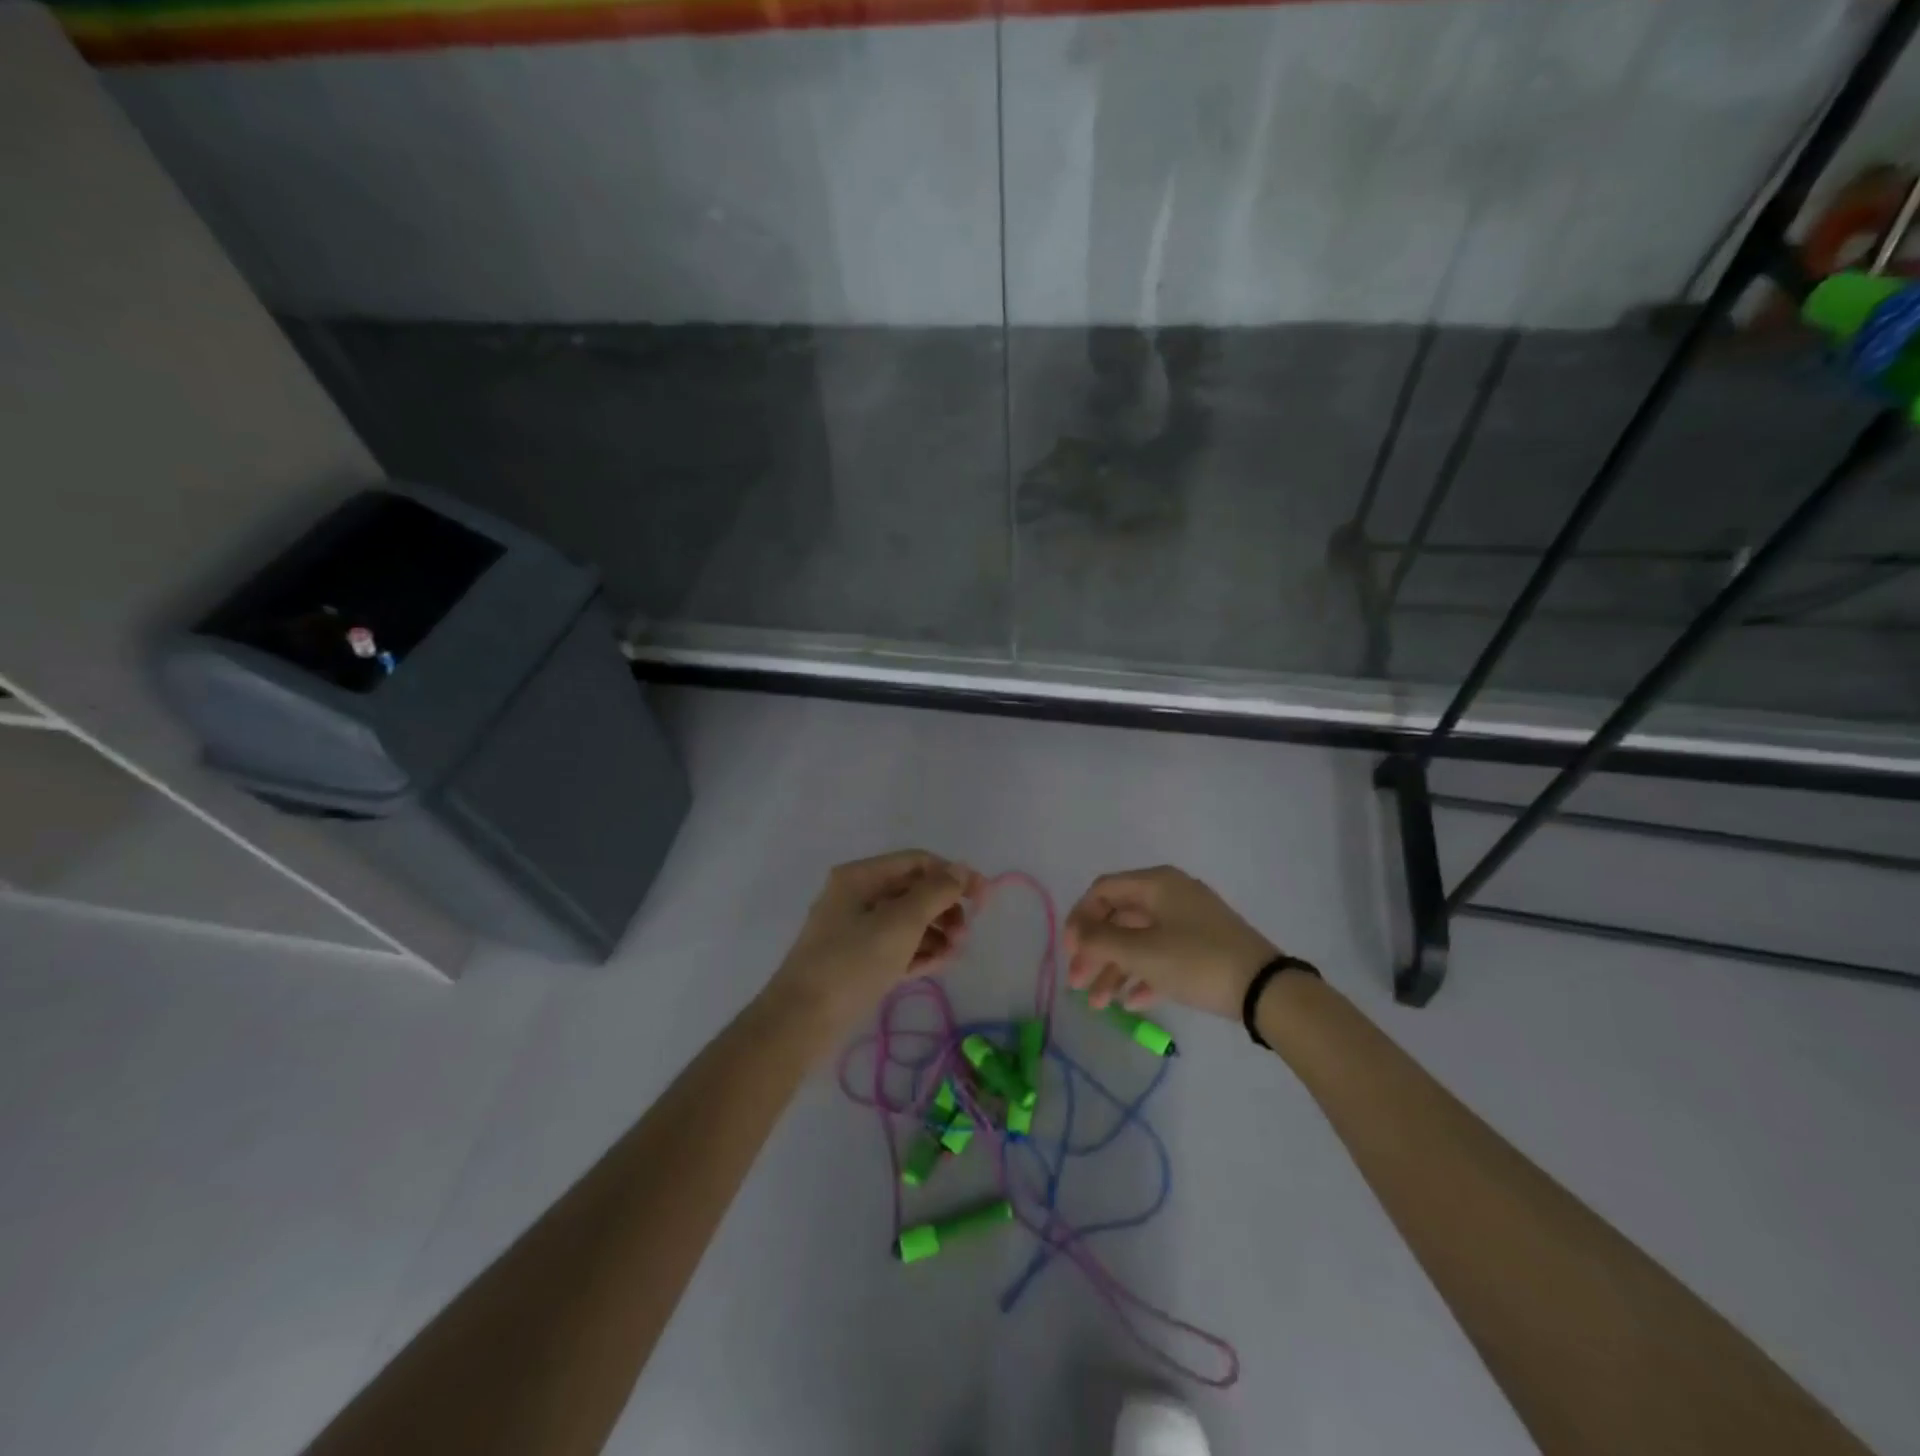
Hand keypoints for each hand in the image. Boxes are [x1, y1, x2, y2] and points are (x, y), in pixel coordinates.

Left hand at [765, 850, 984, 1035]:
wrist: (801, 1022)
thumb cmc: (852, 963)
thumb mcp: (900, 923)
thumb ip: (935, 893)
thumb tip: (962, 871)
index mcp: (861, 877)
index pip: (917, 862)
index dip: (952, 875)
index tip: (983, 898)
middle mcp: (857, 896)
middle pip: (913, 890)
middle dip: (944, 907)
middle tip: (965, 932)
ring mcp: (856, 930)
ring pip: (907, 920)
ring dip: (936, 931)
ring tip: (956, 952)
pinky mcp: (858, 961)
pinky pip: (897, 946)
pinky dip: (920, 951)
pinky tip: (941, 963)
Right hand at [1063, 866, 1278, 1019]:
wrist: (1265, 990)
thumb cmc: (1195, 961)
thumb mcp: (1141, 952)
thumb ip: (1100, 940)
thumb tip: (1077, 934)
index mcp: (1156, 883)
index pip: (1102, 890)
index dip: (1079, 918)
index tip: (1069, 952)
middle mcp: (1171, 895)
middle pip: (1119, 918)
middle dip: (1095, 952)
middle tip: (1077, 984)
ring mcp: (1189, 922)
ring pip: (1139, 941)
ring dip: (1115, 970)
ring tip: (1100, 1005)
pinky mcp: (1204, 948)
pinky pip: (1163, 955)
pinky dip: (1143, 975)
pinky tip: (1132, 1003)